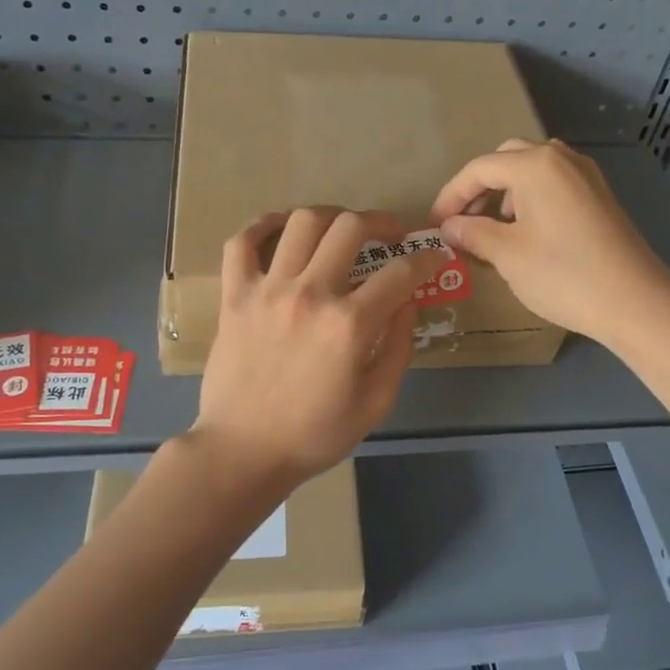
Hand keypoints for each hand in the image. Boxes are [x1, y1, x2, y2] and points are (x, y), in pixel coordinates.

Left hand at [192, 207, 440, 492]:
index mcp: (349, 325)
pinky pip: (242, 243)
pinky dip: (263, 226)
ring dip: (330, 218)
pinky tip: (281, 229)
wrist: (243, 451)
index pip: (400, 273)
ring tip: (341, 231)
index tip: (434, 256)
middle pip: (350, 227)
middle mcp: (309, 294)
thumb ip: (398, 347)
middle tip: (390, 235)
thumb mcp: (376, 402)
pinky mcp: (234, 296)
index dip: (426, 259)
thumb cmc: (315, 434)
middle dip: (381, 222)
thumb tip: (407, 303)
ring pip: (301, 223)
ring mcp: (267, 290)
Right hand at [429, 139, 669, 347]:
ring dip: (506, 192)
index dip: (451, 195)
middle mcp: (562, 159)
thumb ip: (472, 233)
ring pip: (533, 170)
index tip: (435, 225)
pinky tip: (528, 233)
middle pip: (507, 159)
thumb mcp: (507, 255)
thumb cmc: (563, 275)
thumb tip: (449, 226)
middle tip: (463, 221)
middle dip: (479, 187)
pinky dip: (531, 199)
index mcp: (535, 165)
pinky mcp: (600, 197)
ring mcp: (586, 176)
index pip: (479, 169)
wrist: (635, 302)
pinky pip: (555, 184)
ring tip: (494, 228)